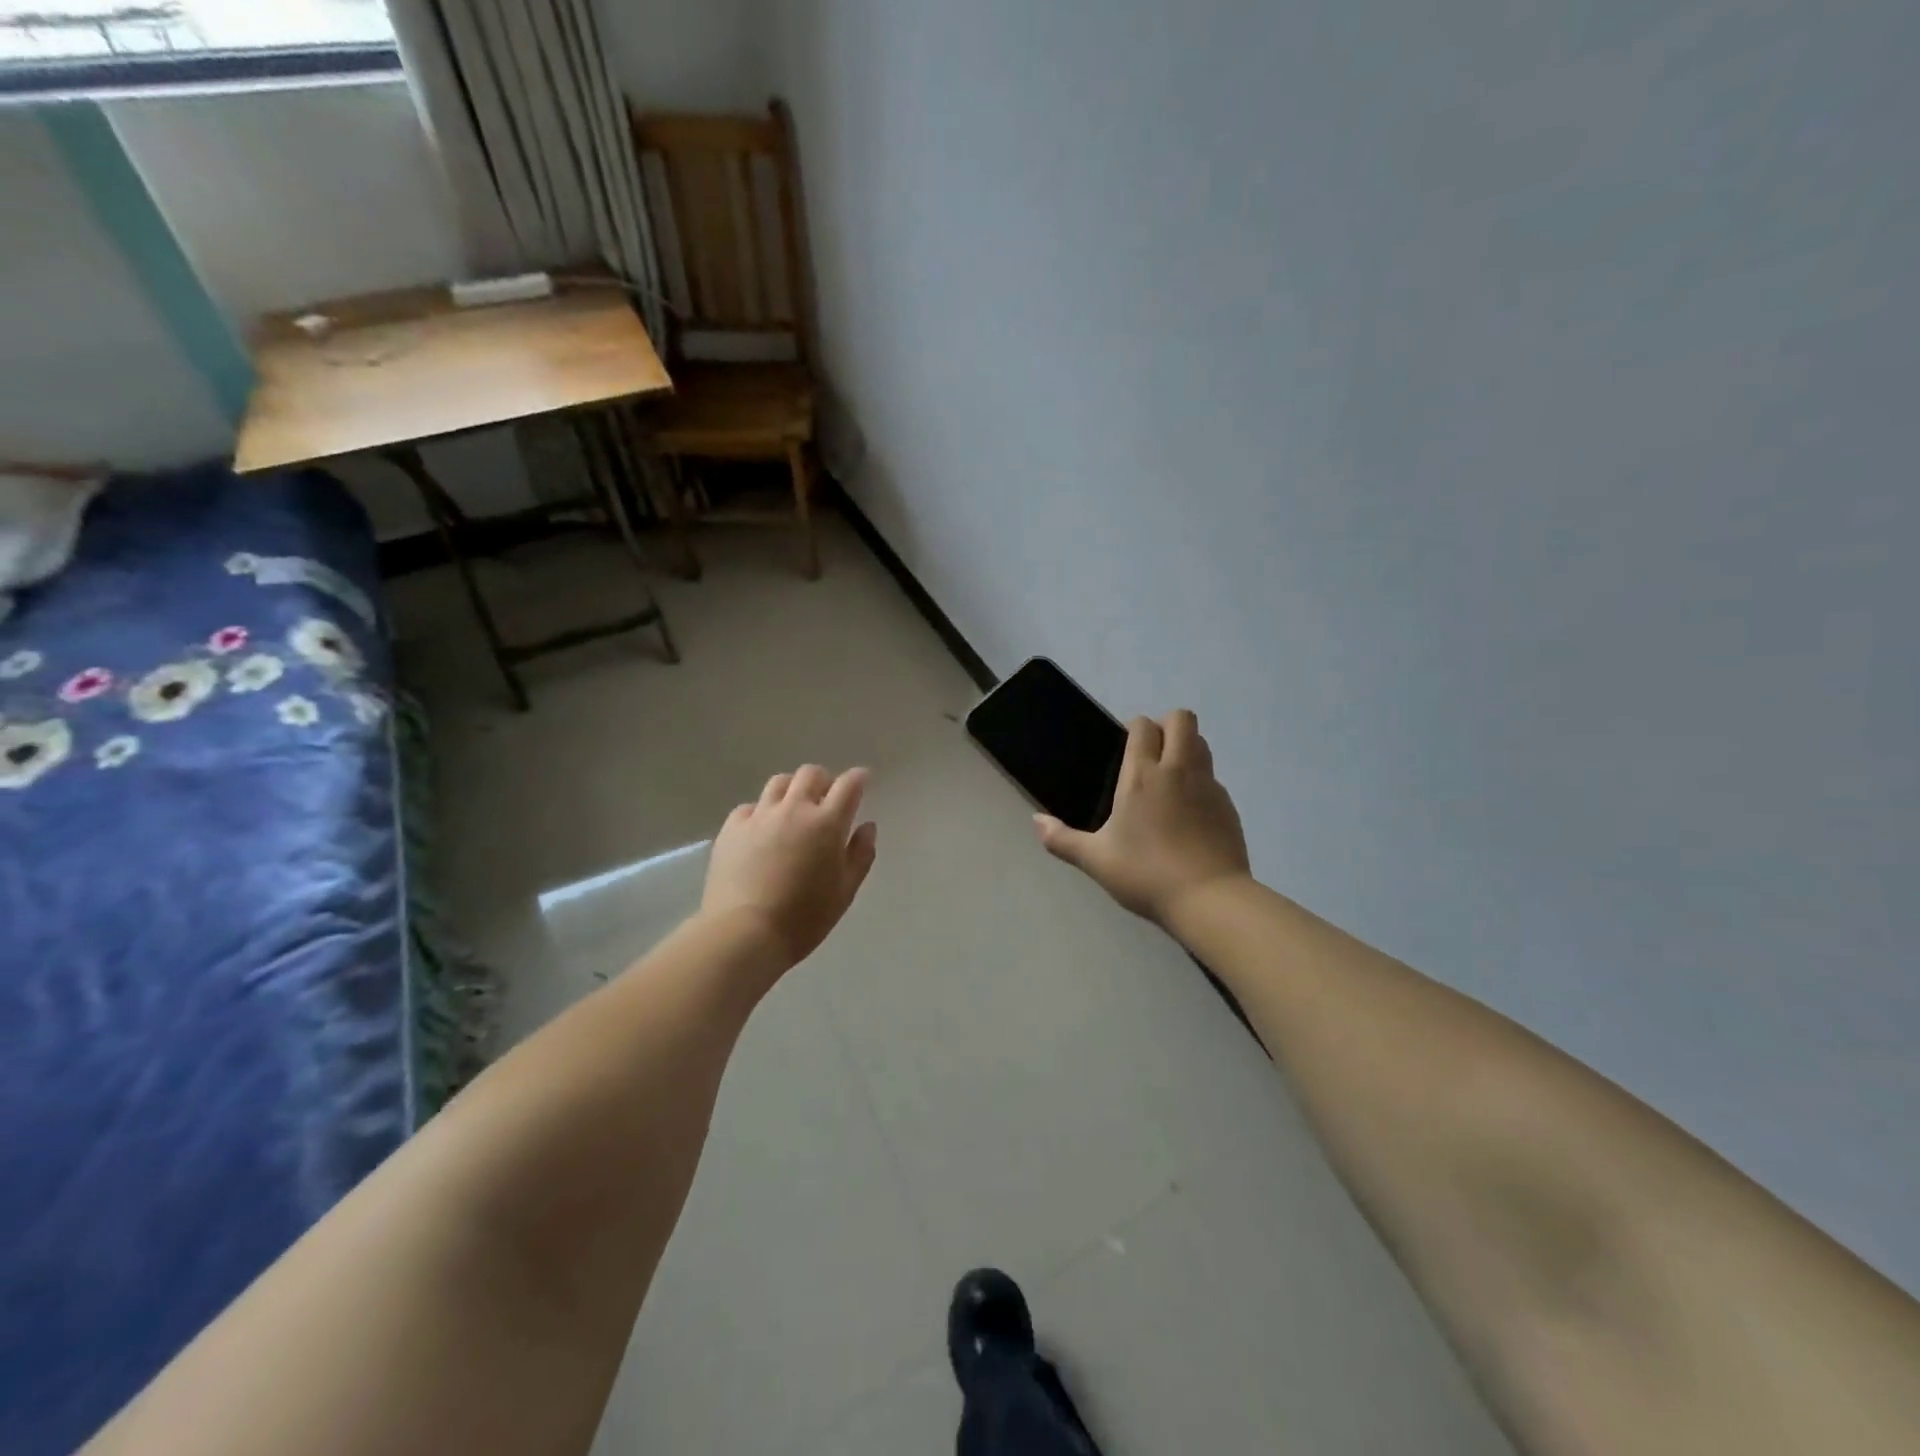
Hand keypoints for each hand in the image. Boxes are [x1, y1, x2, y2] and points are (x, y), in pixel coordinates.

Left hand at [702, 765, 878, 967]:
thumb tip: (867, 826)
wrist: (744, 933)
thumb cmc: (804, 918)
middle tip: (826, 798)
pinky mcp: (732, 828)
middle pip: (811, 774)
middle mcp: (794, 809)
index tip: (862, 779)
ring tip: (794, 809)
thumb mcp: (845, 891)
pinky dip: (762, 811)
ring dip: (793, 789)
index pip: (848, 785)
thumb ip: (861, 854)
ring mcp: (760, 815)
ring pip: (779, 782)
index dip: (858, 778)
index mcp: (827, 823)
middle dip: (824, 780)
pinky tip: (762, 830)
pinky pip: (750, 806)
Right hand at [1035, 711, 1250, 926]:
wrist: (1209, 899)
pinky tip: (1188, 814)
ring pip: (1201, 743)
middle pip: (1181, 720)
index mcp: (1142, 776)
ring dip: (1186, 747)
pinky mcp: (1228, 806)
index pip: (1143, 726)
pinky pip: (1213, 778)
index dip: (1134, 728)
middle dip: (1166, 725)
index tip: (1125, 747)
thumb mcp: (1095, 860)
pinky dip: (1200, 782)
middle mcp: (1178, 770)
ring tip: (1169, 779)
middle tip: (1150, 754)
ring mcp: (1208, 786)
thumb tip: (1036, 821)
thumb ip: (1062, 839)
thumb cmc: (1146, 874)